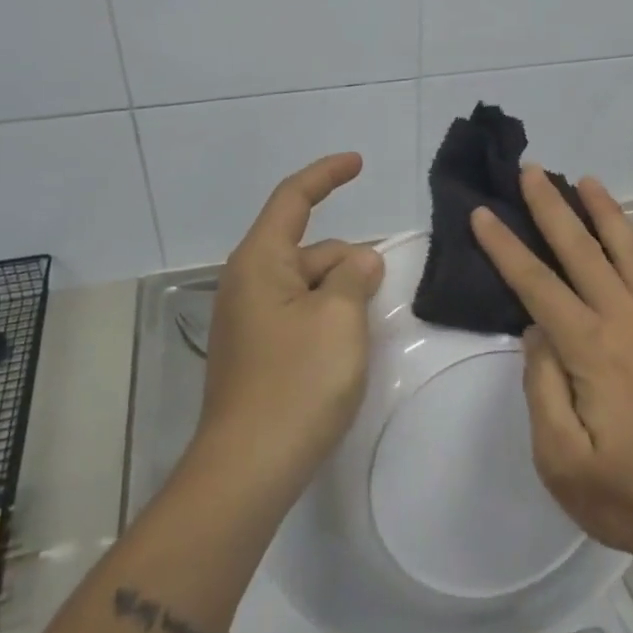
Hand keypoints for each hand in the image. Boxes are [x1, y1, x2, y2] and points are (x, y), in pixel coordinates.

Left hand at [197, 153, 385, 503]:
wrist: (248, 469)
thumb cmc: (296, 382)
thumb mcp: (340, 318)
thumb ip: (355, 276)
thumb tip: (361, 259)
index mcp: (260, 262)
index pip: (293, 198)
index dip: (327, 175)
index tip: (358, 162)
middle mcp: (248, 283)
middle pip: (309, 249)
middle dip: (348, 260)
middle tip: (384, 291)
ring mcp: (250, 321)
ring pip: (308, 286)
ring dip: (342, 294)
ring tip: (369, 327)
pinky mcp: (257, 353)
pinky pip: (300, 315)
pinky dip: (328, 317)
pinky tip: (348, 347)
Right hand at [470, 167, 632, 572]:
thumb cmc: (626, 496)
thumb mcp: (561, 460)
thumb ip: (542, 387)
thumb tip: (536, 331)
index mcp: (593, 351)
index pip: (539, 285)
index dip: (507, 248)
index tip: (484, 213)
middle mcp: (628, 322)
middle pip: (583, 251)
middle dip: (552, 208)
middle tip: (530, 170)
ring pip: (627, 250)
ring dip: (603, 211)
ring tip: (583, 180)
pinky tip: (625, 229)